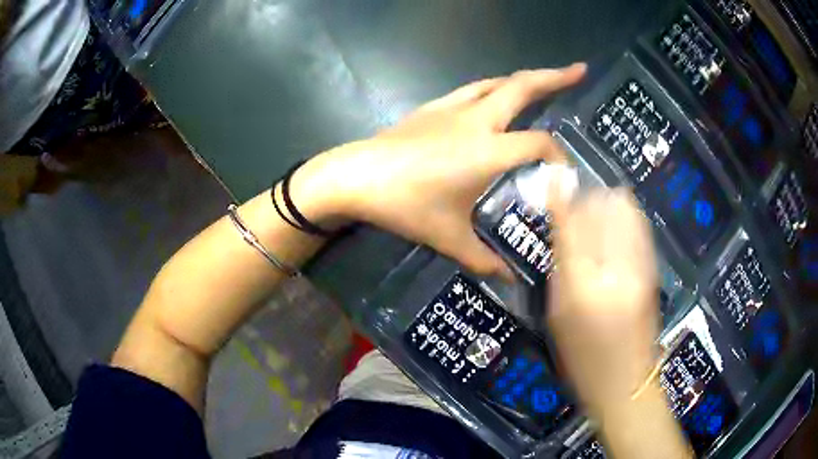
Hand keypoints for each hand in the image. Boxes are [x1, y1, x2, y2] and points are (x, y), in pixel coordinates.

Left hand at [292, 64, 586, 277]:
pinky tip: (497, 95)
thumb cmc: (404, 206)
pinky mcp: (434, 107)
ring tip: (546, 78)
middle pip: (523, 88)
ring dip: (525, 78)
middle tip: (580, 69)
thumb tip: (509, 279)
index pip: (539, 144)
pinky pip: (473, 89)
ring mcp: (453, 108)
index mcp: (487, 150)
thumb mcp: (448, 238)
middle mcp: (477, 120)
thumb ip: (483, 259)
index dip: (558, 157)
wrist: (355, 177)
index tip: (565, 174)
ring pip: (497, 82)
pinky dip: (495, 87)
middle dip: (555, 76)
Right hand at [547, 188, 660, 412]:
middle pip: (600, 208)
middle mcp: (612, 271)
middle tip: (573, 198)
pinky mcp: (653, 270)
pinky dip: (626, 213)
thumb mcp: (557, 318)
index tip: (553, 178)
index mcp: (580, 289)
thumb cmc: (582, 359)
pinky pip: (640, 226)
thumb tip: (561, 227)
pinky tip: (616, 218)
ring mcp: (638, 268)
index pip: (569, 225)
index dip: (560, 196)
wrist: (626, 382)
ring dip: (607, 200)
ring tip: (595, 205)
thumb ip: (559, 268)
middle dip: (585, 195)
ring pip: (624, 210)